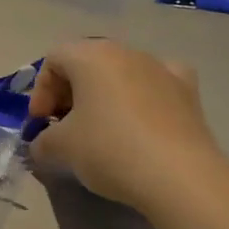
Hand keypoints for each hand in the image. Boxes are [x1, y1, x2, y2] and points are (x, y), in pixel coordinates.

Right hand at [26, 38, 228, 209]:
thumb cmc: (110, 150)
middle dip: (70, 94)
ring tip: (101, 130)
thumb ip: (43, 140)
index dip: (41, 92)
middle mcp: (126, 52)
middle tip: (64, 128)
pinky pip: (157, 83)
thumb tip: (42, 144)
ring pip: (122, 73)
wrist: (179, 176)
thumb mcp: (62, 148)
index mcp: (91, 55)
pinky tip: (143, 119)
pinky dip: (144, 96)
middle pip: (87, 63)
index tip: (40, 124)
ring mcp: (161, 68)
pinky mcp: (188, 90)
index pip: (54, 59)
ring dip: (104, 96)